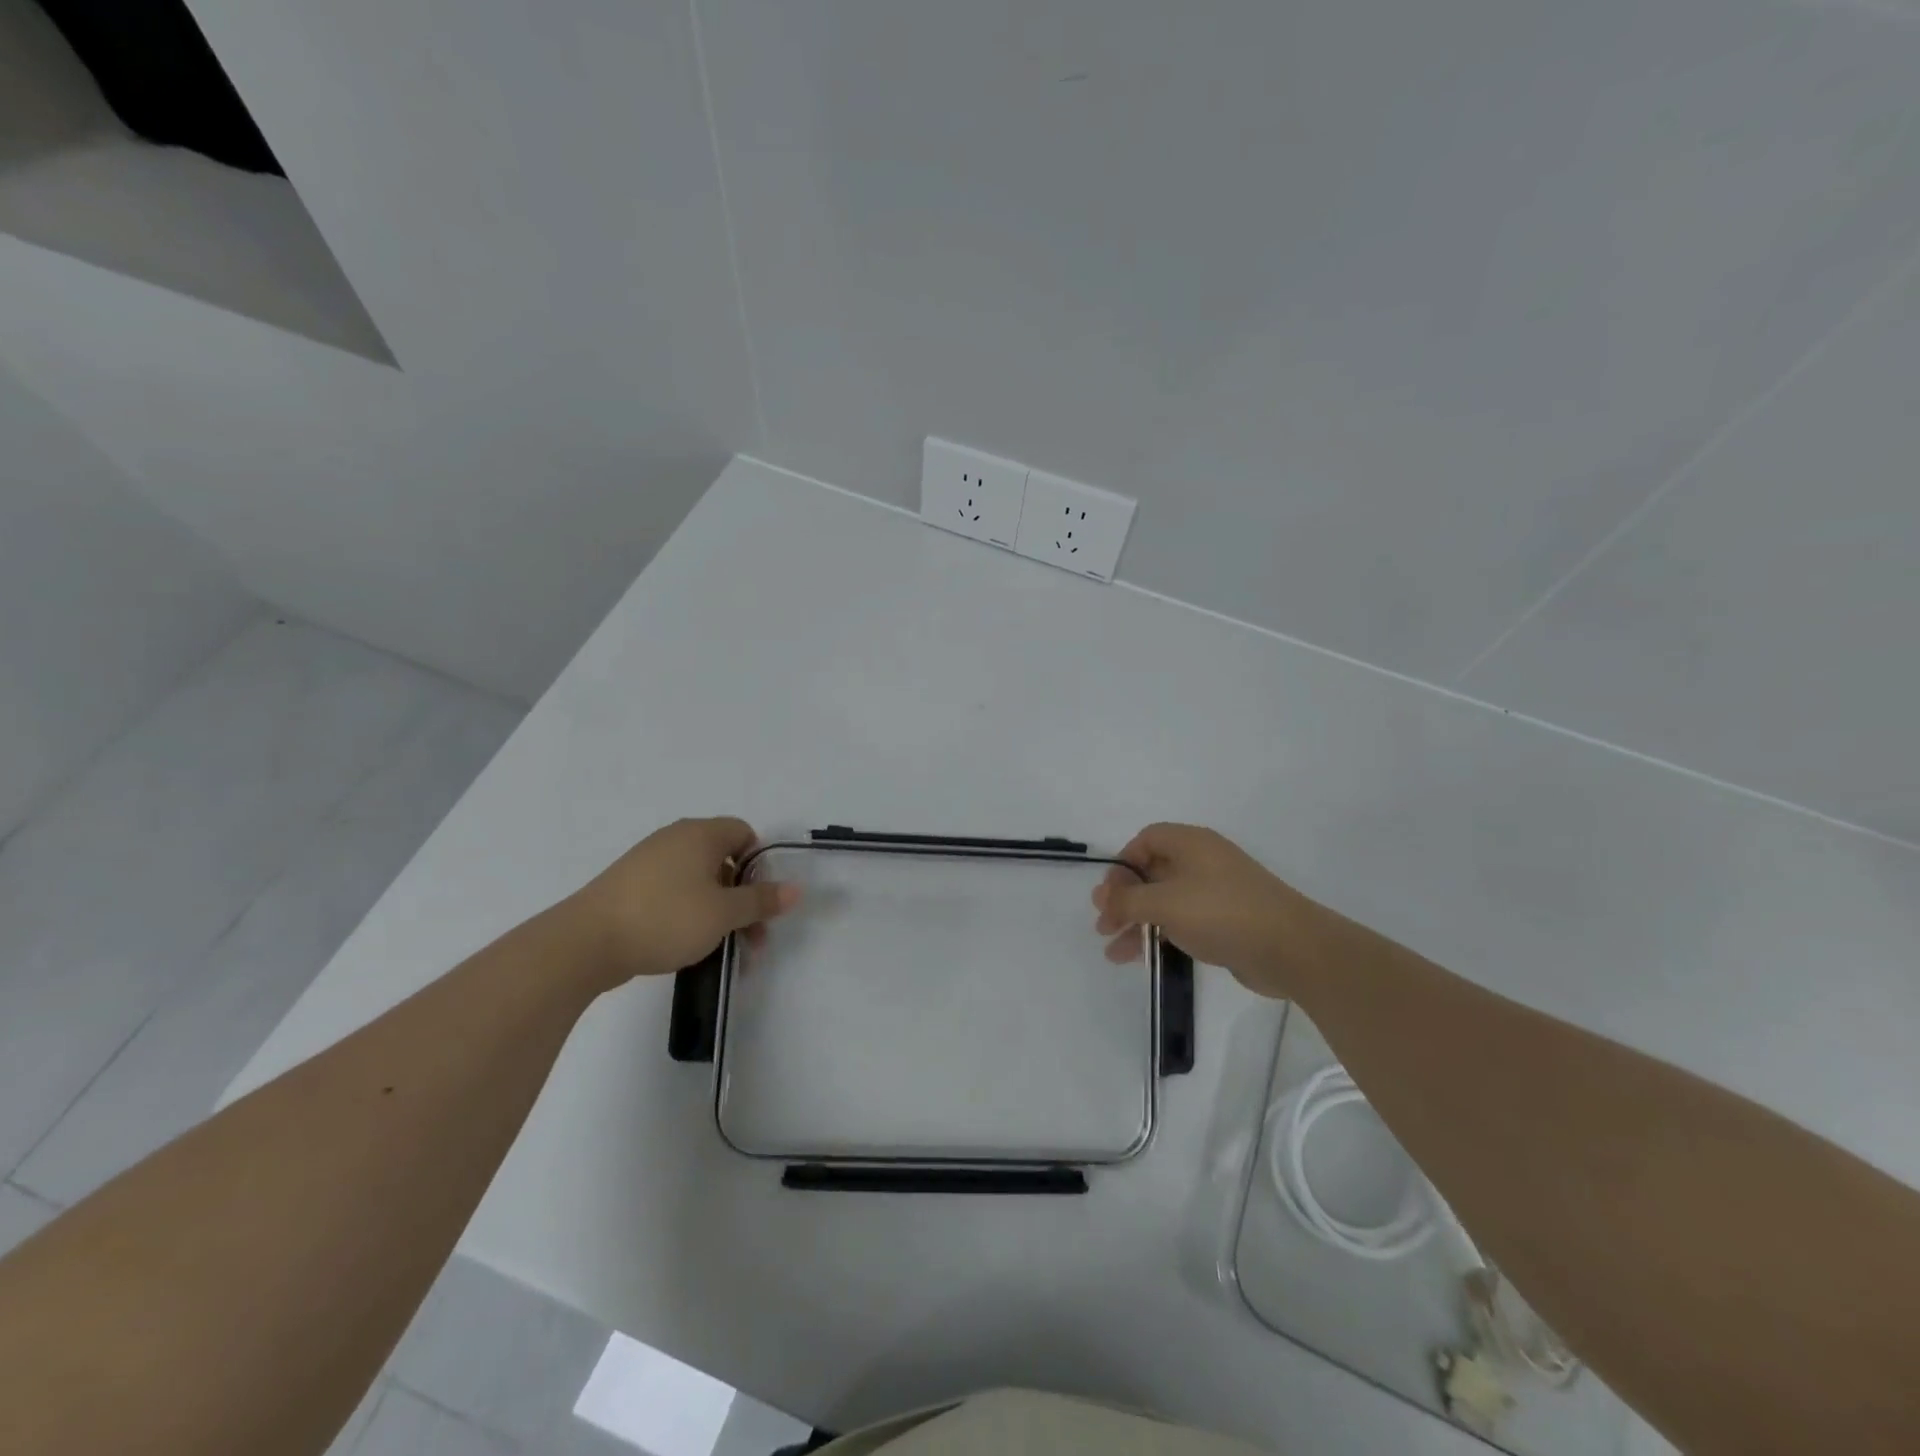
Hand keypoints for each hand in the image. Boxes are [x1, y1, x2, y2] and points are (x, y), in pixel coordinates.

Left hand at [569, 818, 798, 989]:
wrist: (585, 942)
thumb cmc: (666, 918)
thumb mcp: (723, 913)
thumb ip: (761, 901)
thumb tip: (797, 889)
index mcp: (700, 834)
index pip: (744, 833)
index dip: (759, 865)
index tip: (760, 900)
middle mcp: (675, 838)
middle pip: (723, 860)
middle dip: (742, 898)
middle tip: (751, 937)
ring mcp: (648, 861)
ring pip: (698, 880)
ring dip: (718, 911)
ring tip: (723, 949)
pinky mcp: (628, 886)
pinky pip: (672, 892)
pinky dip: (688, 913)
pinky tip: (686, 944)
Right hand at [1092, 823, 1315, 998]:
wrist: (1290, 948)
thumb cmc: (1221, 913)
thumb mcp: (1164, 903)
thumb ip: (1127, 900)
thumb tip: (1101, 897)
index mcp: (1191, 843)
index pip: (1146, 840)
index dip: (1123, 864)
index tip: (1109, 893)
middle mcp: (1202, 862)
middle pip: (1152, 872)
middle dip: (1124, 899)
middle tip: (1104, 925)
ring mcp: (1216, 893)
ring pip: (1165, 902)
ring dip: (1137, 922)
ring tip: (1112, 950)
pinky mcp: (1225, 922)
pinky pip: (1182, 922)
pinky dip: (1160, 935)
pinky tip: (1140, 958)